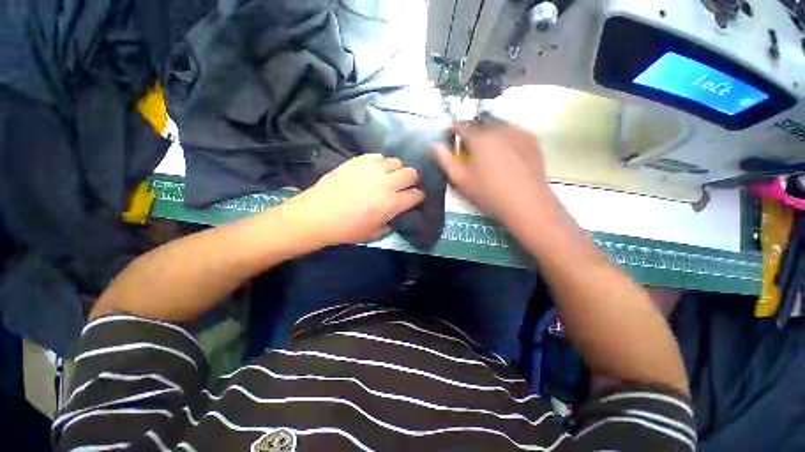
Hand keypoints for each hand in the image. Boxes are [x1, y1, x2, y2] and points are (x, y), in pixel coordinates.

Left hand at [287, 154, 424, 245]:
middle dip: (412, 180)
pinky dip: (380, 162)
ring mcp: (372, 169)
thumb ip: (388, 224)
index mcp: (392, 203)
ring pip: (396, 161)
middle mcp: (386, 183)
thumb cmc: (346, 229)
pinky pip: (377, 156)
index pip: (416, 195)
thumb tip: (392, 217)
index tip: (416, 198)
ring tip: (389, 176)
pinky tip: (374, 169)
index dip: (419, 197)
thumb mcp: (372, 234)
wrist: (318, 215)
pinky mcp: (358, 161)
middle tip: (405, 186)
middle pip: (411, 173)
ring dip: (396, 170)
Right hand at [433, 124, 556, 223]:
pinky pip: (512, 133)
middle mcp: (498, 128)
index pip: (460, 127)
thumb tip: (434, 145)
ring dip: (488, 135)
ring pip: (497, 127)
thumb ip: (445, 160)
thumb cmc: (488, 192)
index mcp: (478, 137)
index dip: (453, 131)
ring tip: (487, 152)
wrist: (525, 202)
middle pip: (479, 125)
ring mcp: (517, 132)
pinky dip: (505, 139)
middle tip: (469, 150)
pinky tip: (505, 154)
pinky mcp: (531, 140)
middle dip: (471, 134)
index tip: (450, 137)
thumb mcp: (460, 179)